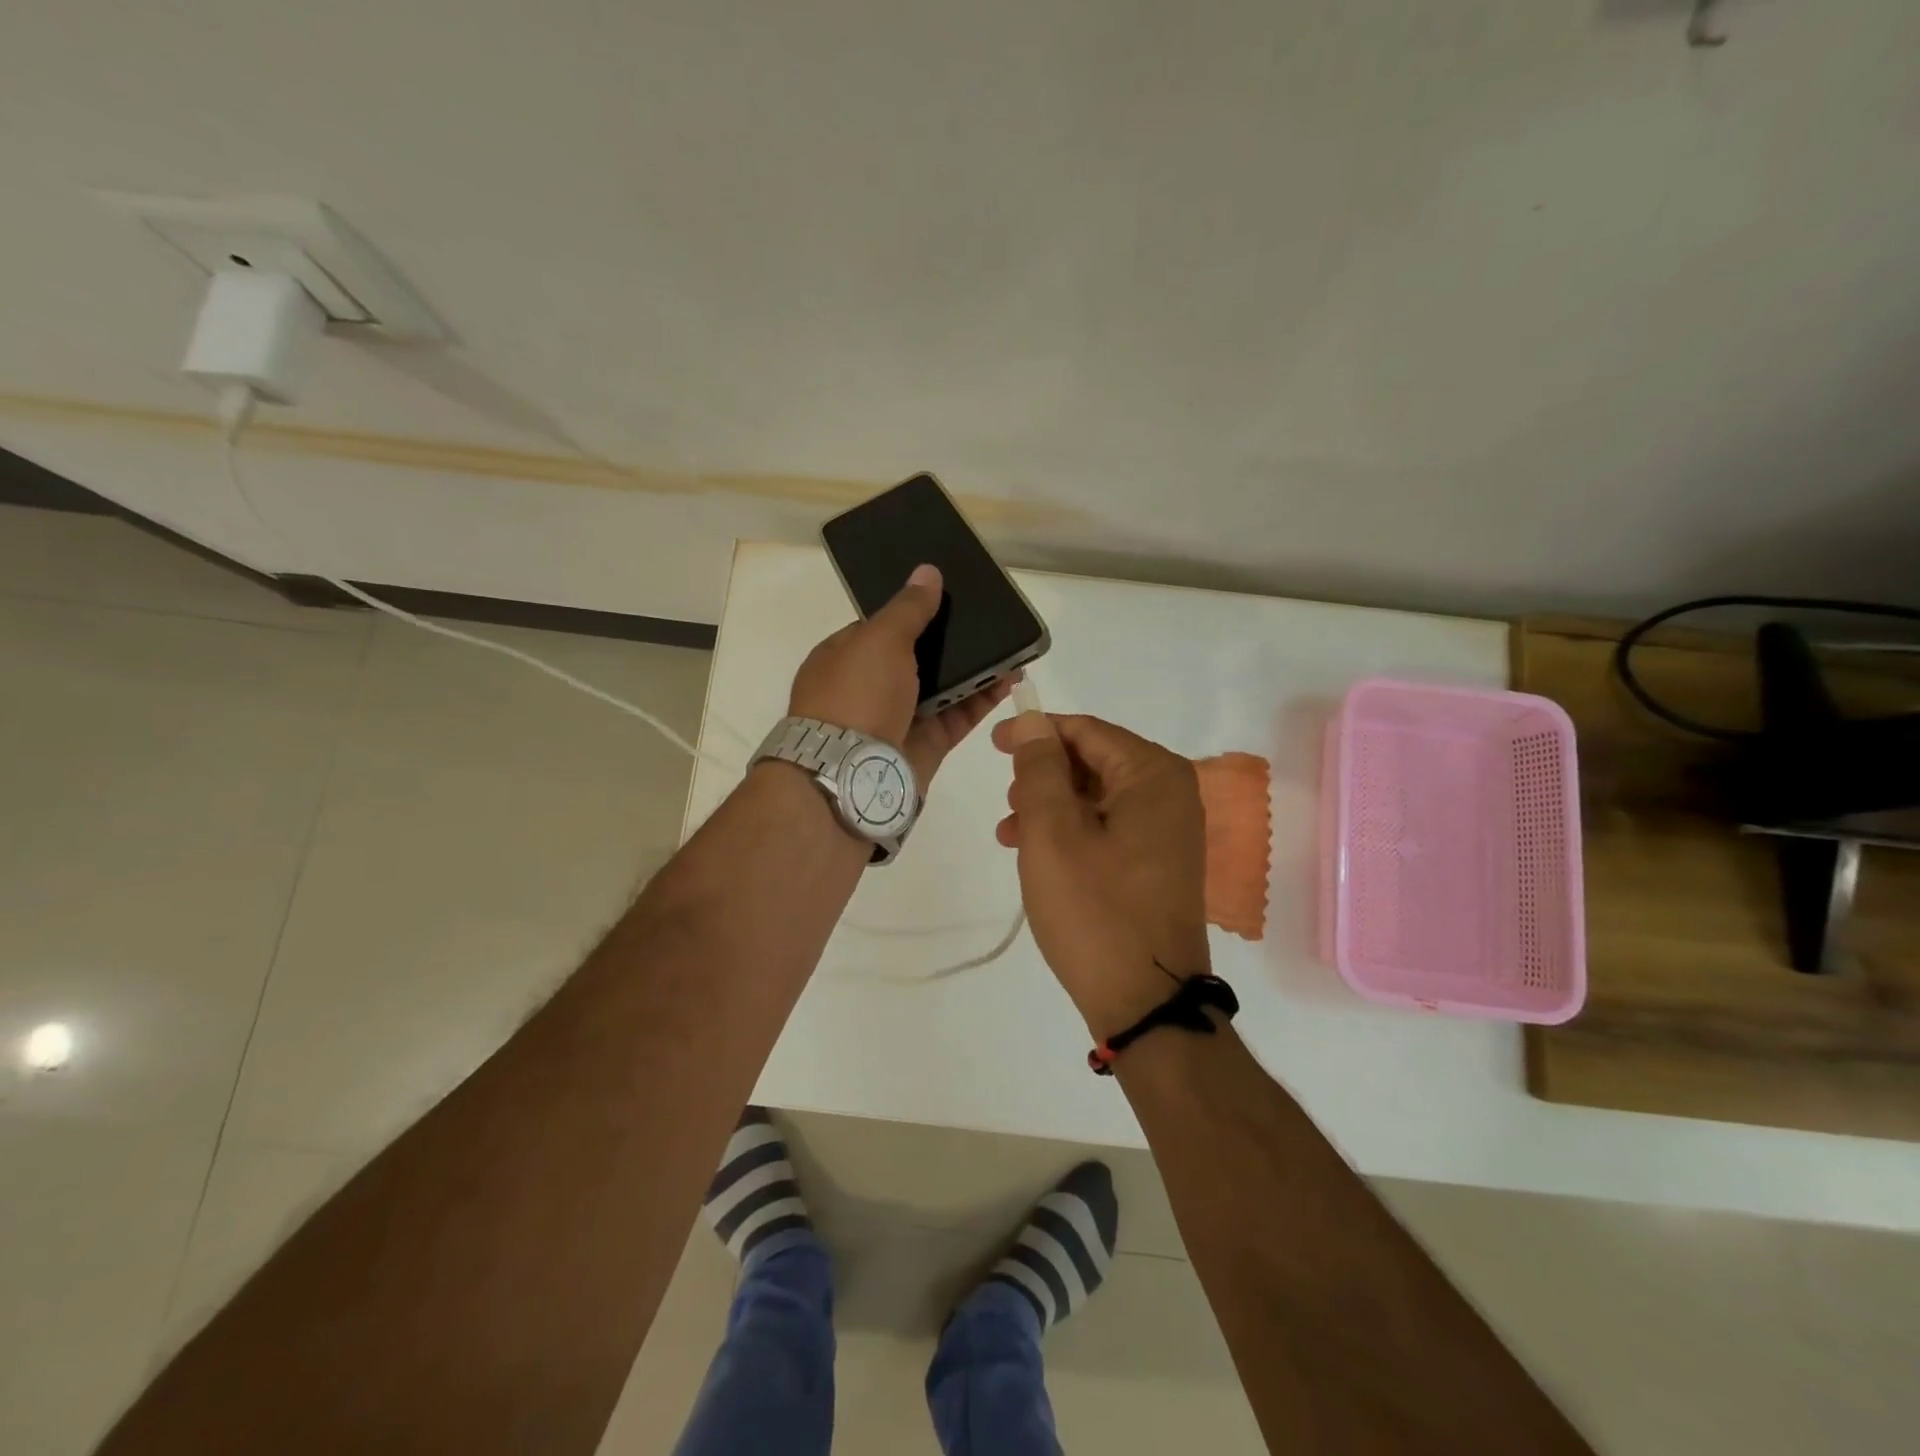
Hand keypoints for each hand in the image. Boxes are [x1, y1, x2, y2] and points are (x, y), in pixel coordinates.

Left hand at [788, 564, 1013, 787]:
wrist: (852, 776)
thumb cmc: (856, 695)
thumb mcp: (879, 638)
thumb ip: (909, 608)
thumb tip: (927, 571)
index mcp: (845, 657)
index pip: (882, 628)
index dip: (914, 612)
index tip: (949, 599)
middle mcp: (870, 688)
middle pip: (917, 657)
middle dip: (952, 642)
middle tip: (989, 621)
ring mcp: (899, 718)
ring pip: (943, 687)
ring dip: (974, 669)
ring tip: (1009, 647)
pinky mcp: (926, 745)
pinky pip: (959, 716)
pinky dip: (983, 698)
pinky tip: (1010, 678)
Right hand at [992, 712, 1209, 1036]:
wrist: (1145, 1001)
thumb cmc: (1094, 911)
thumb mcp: (1053, 833)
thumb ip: (1040, 768)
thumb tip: (1032, 721)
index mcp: (1153, 775)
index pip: (1086, 731)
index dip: (1036, 733)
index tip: (993, 744)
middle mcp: (1171, 793)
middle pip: (1094, 761)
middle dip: (1043, 776)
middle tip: (1007, 803)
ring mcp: (1169, 830)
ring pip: (1096, 796)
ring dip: (1051, 806)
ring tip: (1012, 834)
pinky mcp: (1159, 862)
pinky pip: (1108, 827)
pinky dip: (1071, 832)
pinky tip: (1038, 855)